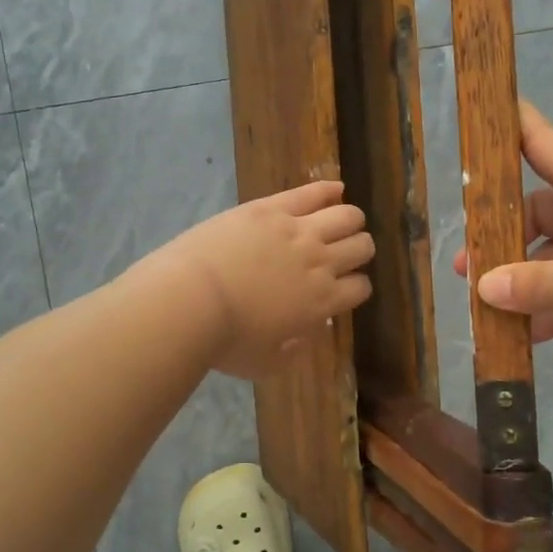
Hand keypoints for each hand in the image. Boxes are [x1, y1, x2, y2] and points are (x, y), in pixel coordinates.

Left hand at [139, 180, 374, 378]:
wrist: (190, 301)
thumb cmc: (225, 341)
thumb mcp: (266, 362)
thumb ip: (293, 351)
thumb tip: (307, 333)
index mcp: (322, 302)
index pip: (360, 288)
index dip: (357, 287)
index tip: (345, 288)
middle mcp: (321, 262)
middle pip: (362, 247)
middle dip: (359, 250)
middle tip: (346, 253)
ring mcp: (298, 231)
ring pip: (347, 216)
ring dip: (350, 220)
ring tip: (344, 222)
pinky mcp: (272, 208)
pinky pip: (313, 192)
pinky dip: (330, 188)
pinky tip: (337, 188)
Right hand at [455, 104, 552, 399]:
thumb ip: (548, 285)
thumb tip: (481, 286)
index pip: (550, 148)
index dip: (513, 128)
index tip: (476, 115)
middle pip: (544, 213)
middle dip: (502, 234)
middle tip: (463, 265)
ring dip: (524, 281)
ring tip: (482, 306)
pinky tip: (522, 337)